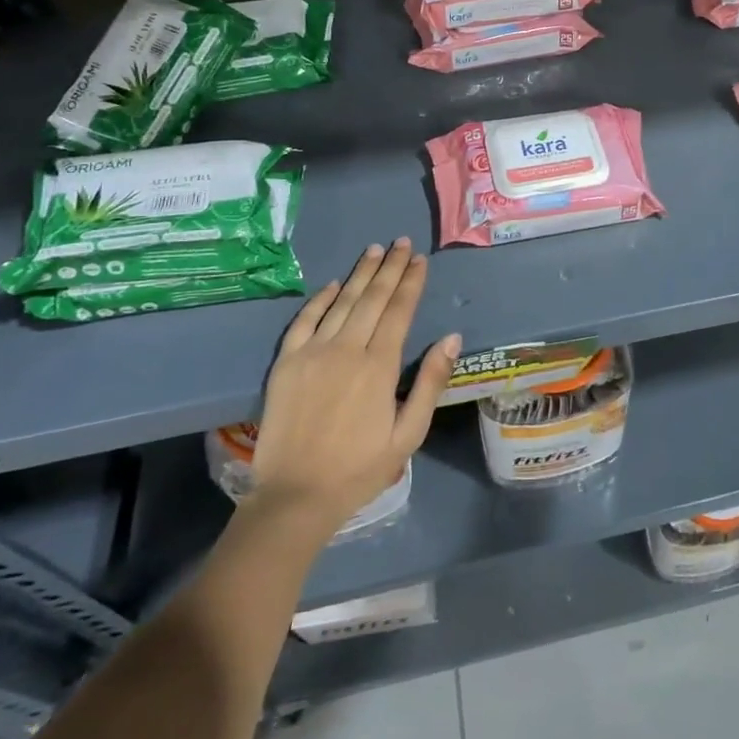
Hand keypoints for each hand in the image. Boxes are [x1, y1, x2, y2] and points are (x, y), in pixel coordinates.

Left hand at [247, 239, 457, 539]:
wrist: (295, 496)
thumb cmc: (360, 468)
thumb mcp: (409, 433)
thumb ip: (430, 382)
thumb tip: (451, 337)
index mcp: (379, 366)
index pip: (399, 311)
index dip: (411, 282)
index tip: (420, 259)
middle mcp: (346, 349)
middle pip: (372, 298)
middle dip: (390, 268)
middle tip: (401, 243)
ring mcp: (312, 353)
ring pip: (342, 302)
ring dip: (360, 274)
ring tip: (375, 250)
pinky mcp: (286, 363)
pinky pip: (305, 320)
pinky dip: (321, 299)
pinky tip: (334, 284)